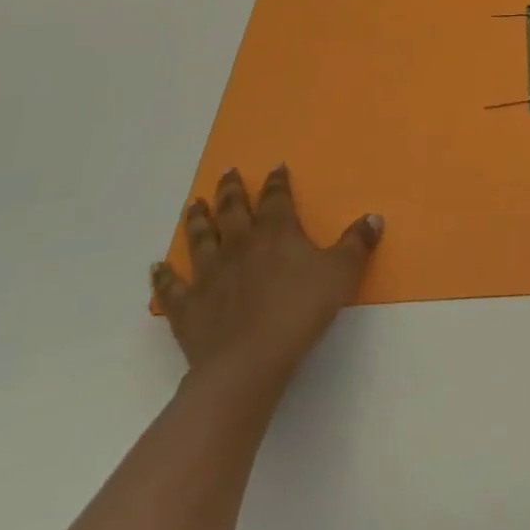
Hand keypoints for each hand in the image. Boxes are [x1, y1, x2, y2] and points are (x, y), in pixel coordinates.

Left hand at [150, 164, 382, 395]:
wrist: (248, 361)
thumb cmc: (299, 311)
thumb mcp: (341, 274)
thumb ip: (357, 244)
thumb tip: (373, 217)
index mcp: (276, 232)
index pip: (276, 198)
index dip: (277, 182)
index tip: (275, 167)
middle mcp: (240, 244)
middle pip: (233, 210)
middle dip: (231, 190)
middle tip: (226, 173)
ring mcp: (209, 274)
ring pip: (200, 238)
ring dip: (197, 220)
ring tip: (193, 204)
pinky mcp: (187, 307)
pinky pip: (171, 287)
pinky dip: (163, 277)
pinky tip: (156, 267)